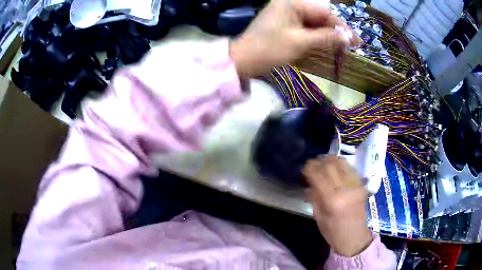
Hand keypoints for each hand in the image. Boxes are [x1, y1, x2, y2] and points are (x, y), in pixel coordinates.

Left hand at [229, 0, 359, 77]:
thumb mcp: (301, 42)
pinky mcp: (283, 24)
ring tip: (341, 49)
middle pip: (319, 17)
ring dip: (327, 36)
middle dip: (335, 32)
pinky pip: (304, 28)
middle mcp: (289, 5)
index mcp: (292, 4)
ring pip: (313, 23)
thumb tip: (348, 38)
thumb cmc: (269, 49)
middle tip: (350, 47)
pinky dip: (316, 37)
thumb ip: (326, 37)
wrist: (242, 61)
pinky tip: (325, 45)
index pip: (324, 12)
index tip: (356, 41)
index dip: (342, 27)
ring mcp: (285, 14)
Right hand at [303, 156, 372, 256]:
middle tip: (312, 164)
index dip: (309, 168)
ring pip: (342, 163)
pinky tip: (335, 167)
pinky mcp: (361, 185)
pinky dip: (341, 165)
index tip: (304, 167)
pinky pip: (350, 168)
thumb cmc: (333, 232)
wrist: (354, 238)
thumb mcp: (318, 217)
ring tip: (323, 162)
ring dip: (330, 160)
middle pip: (331, 165)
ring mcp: (356, 185)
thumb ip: (315, 197)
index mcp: (333, 200)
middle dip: (319, 162)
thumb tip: (311, 182)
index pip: (319, 176)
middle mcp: (346, 189)